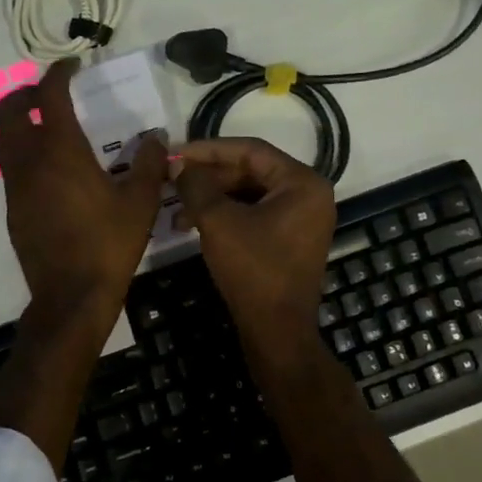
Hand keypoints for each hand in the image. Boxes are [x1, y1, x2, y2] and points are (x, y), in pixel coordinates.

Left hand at [0, 57, 167, 315]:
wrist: (71, 295)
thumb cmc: (108, 244)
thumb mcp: (140, 203)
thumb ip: (148, 163)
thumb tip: (155, 136)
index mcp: (61, 152)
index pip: (49, 97)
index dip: (57, 74)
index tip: (71, 66)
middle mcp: (30, 162)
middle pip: (8, 113)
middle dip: (25, 95)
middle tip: (48, 95)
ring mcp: (16, 187)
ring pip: (3, 141)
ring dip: (19, 125)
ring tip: (46, 129)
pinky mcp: (13, 210)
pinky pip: (10, 169)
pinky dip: (23, 155)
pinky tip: (50, 172)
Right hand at [172, 138, 335, 335]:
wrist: (277, 332)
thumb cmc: (253, 270)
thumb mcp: (218, 221)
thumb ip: (196, 185)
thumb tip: (178, 163)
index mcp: (303, 182)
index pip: (251, 150)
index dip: (209, 149)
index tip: (176, 153)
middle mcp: (309, 194)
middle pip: (251, 171)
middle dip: (209, 177)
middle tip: (173, 180)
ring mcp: (302, 219)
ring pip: (250, 194)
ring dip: (213, 198)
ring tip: (177, 209)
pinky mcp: (290, 240)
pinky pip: (255, 214)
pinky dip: (226, 215)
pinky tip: (194, 223)